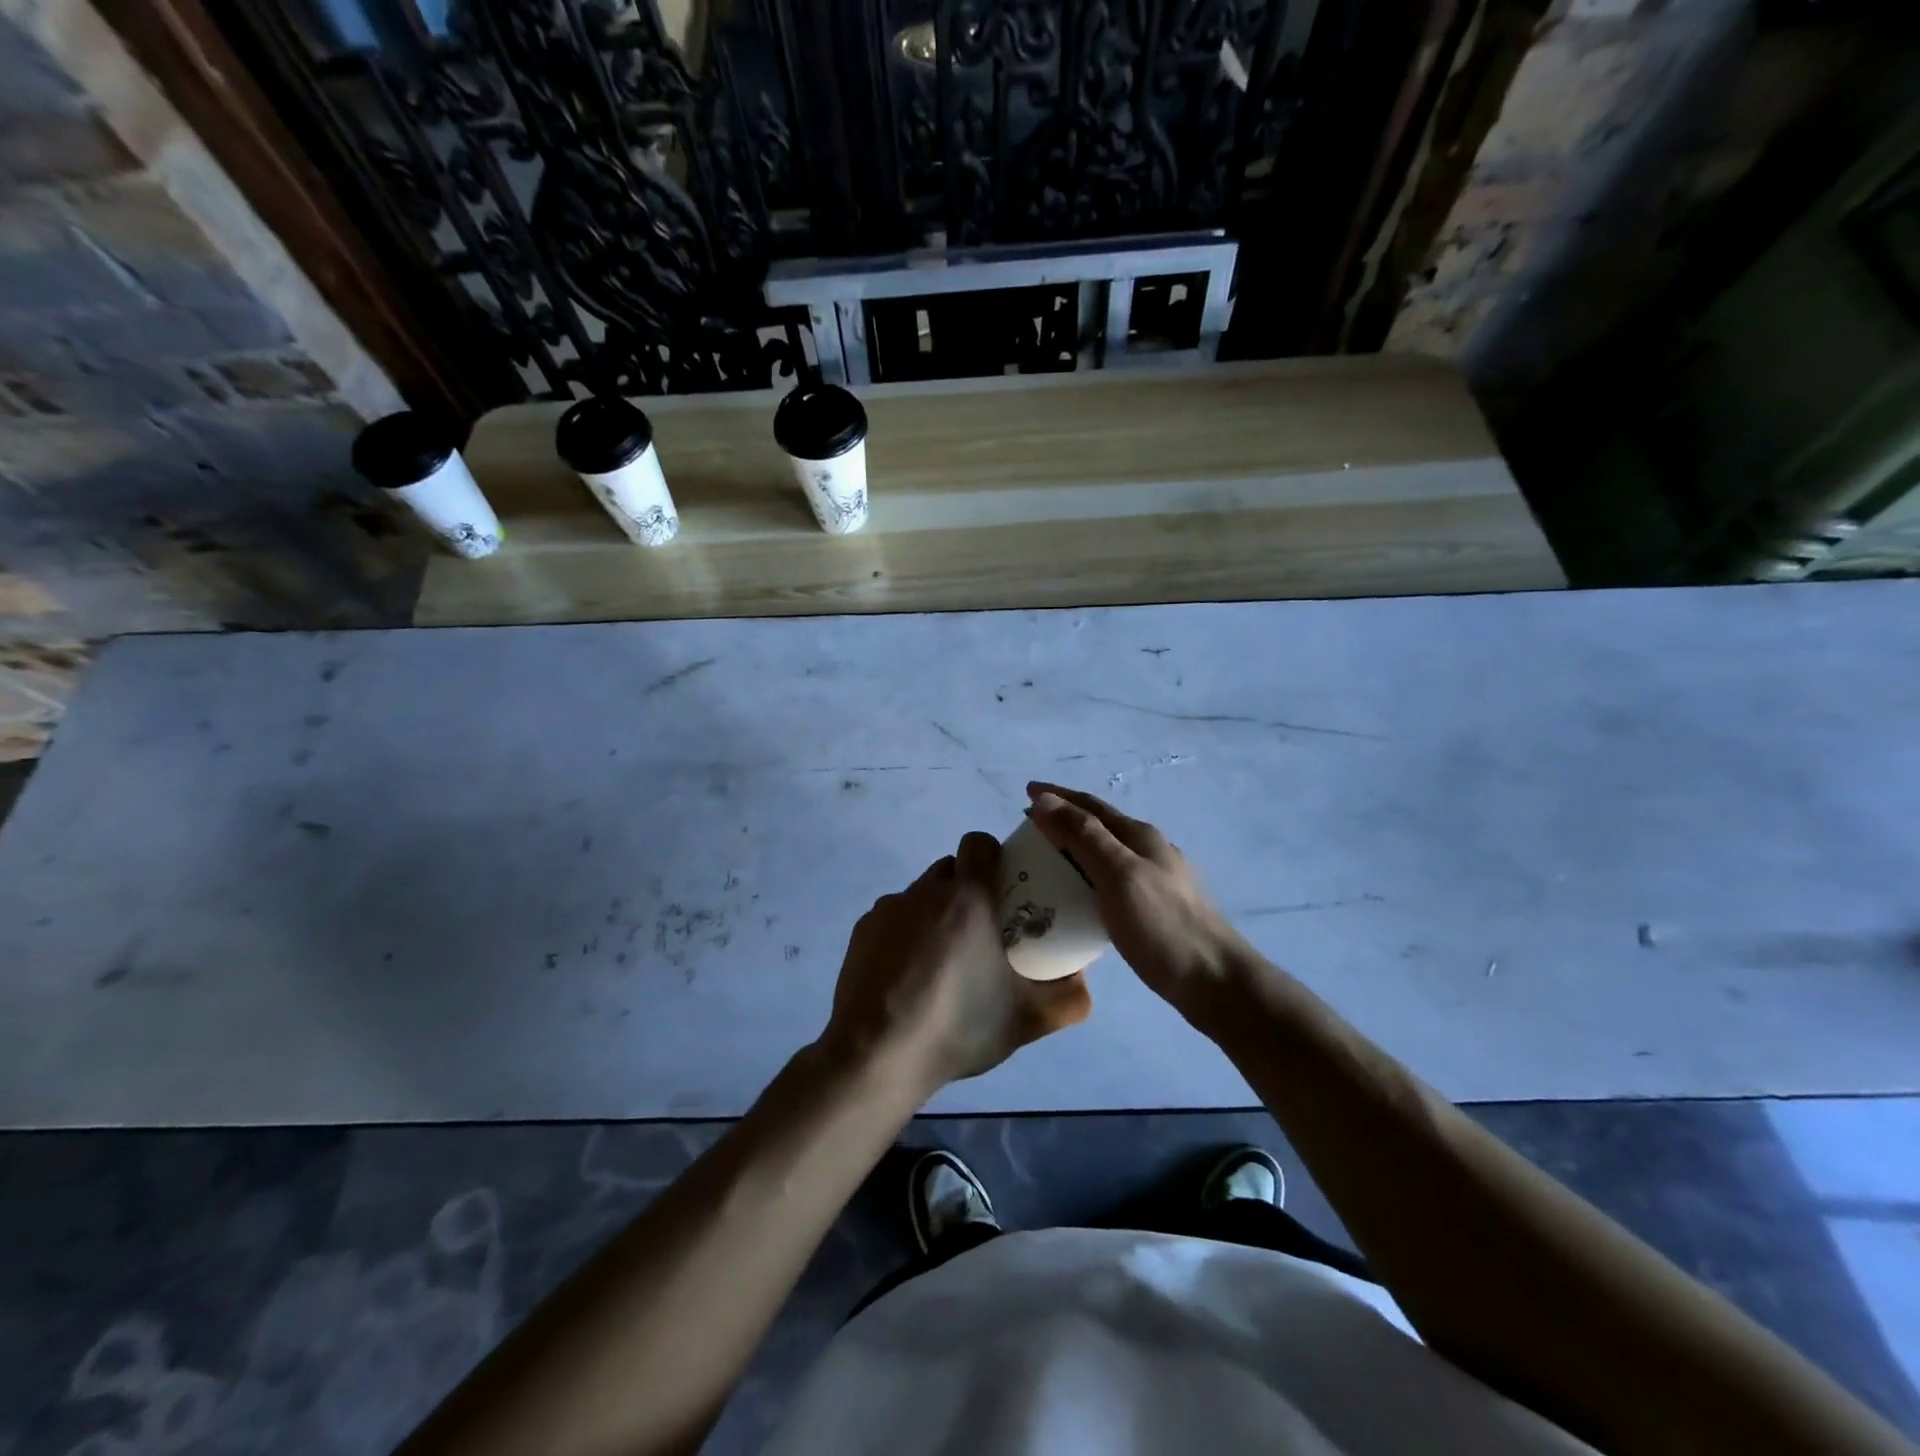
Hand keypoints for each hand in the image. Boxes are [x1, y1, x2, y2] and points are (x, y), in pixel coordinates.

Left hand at [822, 831, 1091, 1093]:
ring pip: (921, 893)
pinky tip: (908, 975)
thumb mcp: (1027, 1020)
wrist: (876, 1055)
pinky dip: (905, 933)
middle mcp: (926, 891)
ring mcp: (889, 908)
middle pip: (951, 869)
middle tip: (981, 930)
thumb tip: (1081, 976)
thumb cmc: (958, 1027)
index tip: (1004, 887)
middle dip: (967, 888)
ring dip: (936, 912)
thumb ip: (1069, 998)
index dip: (993, 856)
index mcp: (968, 898)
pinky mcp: (862, 930)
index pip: (979, 843)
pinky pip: (893, 917)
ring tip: (943, 959)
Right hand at [1025, 783, 1253, 1014]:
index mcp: (1139, 836)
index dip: (1056, 797)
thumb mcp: (1118, 874)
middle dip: (1062, 820)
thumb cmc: (1163, 925)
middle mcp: (1149, 850)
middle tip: (1027, 831)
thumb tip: (1044, 799)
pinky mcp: (1156, 909)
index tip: (1024, 792)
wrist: (1215, 982)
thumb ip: (1083, 835)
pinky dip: (1087, 878)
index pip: (1089, 805)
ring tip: (1045, 861)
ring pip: (1105, 854)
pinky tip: (1078, 898)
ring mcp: (1156, 880)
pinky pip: (1111, 881)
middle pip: (1098, 826)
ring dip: (1074, 849)